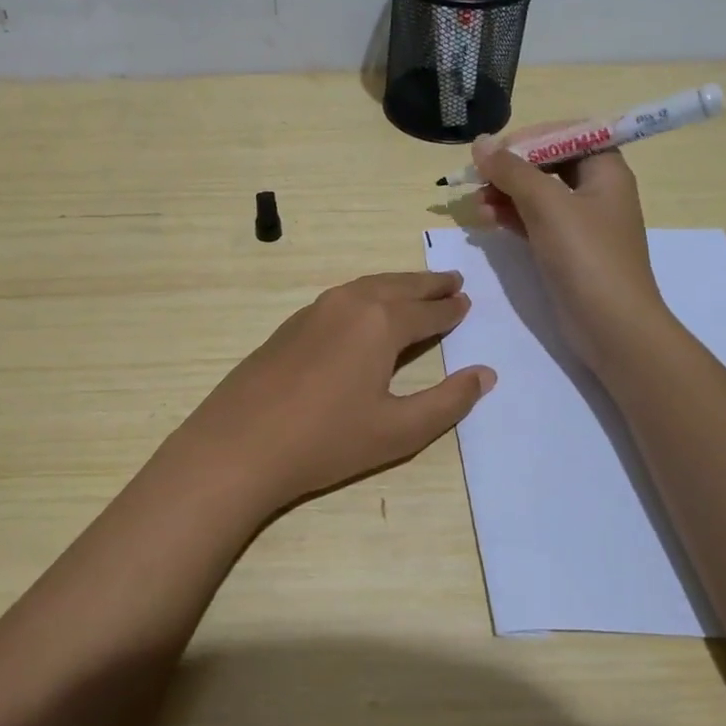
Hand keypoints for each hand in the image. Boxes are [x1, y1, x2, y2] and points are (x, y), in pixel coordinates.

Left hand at [158, 272, 494, 517]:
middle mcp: (349, 304)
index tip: (467, 302)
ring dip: (396, 285)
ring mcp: (314, 310)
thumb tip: (484, 374)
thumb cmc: (327, 440)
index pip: (427, 311)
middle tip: (452, 281)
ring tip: (415, 288)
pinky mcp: (290, 325)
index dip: (450, 309)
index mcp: (380, 322)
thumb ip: (447, 402)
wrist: (240, 444)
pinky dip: (366, 295)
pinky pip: (341, 298)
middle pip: (397, 287)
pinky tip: (365, 310)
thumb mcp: (399, 430)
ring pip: (366, 287)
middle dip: (427, 284)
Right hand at [471, 132, 667, 372]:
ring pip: (536, 194)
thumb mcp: (547, 205)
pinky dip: (510, 217)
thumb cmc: (586, 256)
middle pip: (547, 164)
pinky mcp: (565, 249)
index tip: (496, 150)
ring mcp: (580, 223)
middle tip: (477, 178)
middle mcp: (595, 191)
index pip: (567, 135)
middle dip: (511, 168)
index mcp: (606, 170)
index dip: (531, 137)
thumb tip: (479, 143)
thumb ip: (511, 170)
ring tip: (475, 204)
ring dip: (504, 193)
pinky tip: (485, 220)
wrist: (611, 326)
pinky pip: (533, 221)